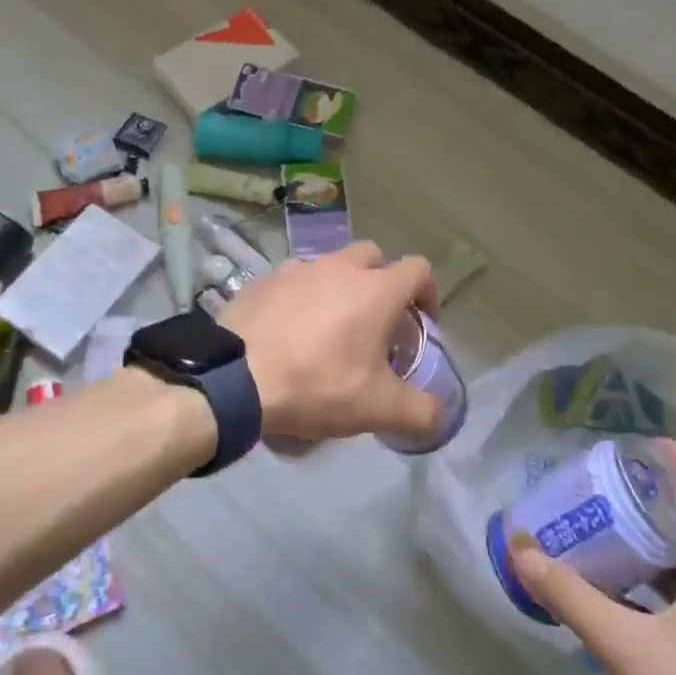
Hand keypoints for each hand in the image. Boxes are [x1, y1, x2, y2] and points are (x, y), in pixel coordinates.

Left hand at [220, 242, 442, 442]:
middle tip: (375, 323)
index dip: (427, 294)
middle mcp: (339, 267)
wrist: (235, 378)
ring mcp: (297, 269)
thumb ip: (421, 412)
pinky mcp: (262, 280)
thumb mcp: (378, 409)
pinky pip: (292, 281)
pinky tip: (288, 331)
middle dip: (381, 283)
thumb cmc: (317, 384)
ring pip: (330, 266)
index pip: (418, 269)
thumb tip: (440, 416)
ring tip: (328, 329)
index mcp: (376, 290)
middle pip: (373, 257)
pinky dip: (300, 298)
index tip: (421, 325)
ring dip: (339, 288)